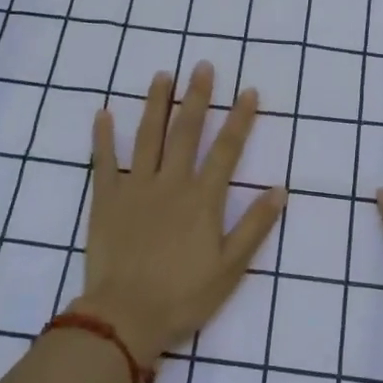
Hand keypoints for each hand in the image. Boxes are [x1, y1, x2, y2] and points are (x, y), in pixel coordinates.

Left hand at [78, 63, 286, 369]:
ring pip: (147, 136)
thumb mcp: (231, 268)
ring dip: (156, 104)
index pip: (226, 149)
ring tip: (162, 75)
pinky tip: (103, 113)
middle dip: (196, 97)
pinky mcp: (106, 199)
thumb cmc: (183, 296)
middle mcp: (171, 183)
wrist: (125, 317)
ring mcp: (135, 187)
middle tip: (201, 65)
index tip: (248, 91)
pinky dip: (103, 137)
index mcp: (202, 198)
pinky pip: (104, 162)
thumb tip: (280, 189)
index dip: (239, 119)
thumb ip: (255, 226)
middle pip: (186, 131)